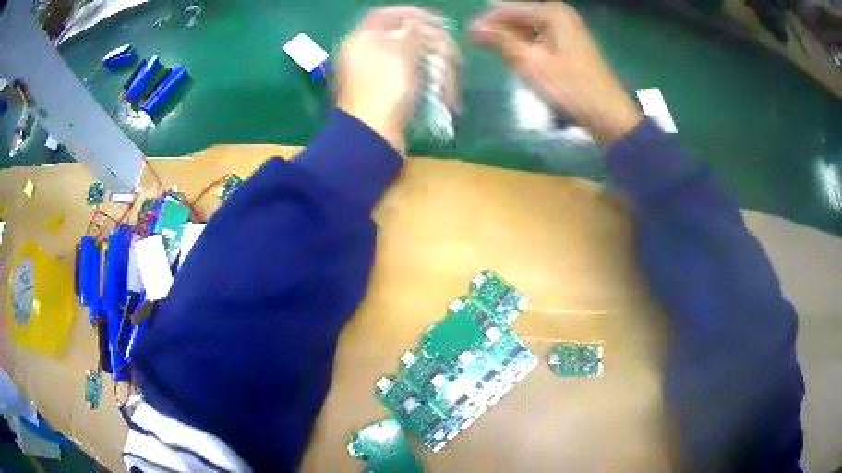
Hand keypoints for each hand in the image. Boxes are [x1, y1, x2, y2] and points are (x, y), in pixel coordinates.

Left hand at [336, 7, 458, 151]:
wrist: (371, 136)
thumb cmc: (385, 90)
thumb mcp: (401, 53)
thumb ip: (410, 32)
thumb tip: (416, 24)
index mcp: (362, 40)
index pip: (385, 14)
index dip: (412, 14)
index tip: (437, 21)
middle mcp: (366, 53)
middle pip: (404, 38)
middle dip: (433, 47)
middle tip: (452, 57)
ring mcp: (376, 75)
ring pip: (413, 60)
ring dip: (436, 70)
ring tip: (449, 88)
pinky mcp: (387, 93)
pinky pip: (411, 79)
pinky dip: (428, 84)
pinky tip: (442, 95)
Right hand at [470, 2, 641, 143]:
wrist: (608, 115)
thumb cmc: (570, 89)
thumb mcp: (531, 64)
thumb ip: (501, 41)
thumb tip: (473, 27)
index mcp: (551, 12)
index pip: (506, 8)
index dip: (485, 22)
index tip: (467, 38)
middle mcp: (560, 12)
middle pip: (518, 14)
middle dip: (499, 29)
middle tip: (482, 48)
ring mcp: (568, 26)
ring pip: (528, 25)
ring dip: (512, 38)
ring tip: (498, 55)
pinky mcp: (571, 41)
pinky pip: (540, 35)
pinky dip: (527, 44)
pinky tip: (520, 58)